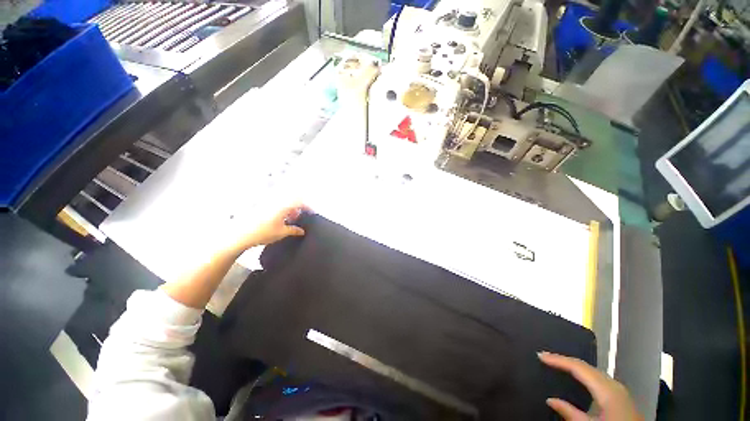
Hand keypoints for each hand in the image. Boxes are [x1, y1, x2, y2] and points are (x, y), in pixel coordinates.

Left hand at [231, 203, 310, 251]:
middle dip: (298, 207)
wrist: (240, 234)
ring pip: (283, 202)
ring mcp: (267, 204)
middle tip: (299, 217)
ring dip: (289, 209)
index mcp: (283, 206)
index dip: (307, 207)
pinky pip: (275, 205)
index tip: (311, 214)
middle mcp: (276, 202)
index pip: (300, 202)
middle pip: (291, 200)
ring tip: (289, 220)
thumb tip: (302, 231)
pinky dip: (281, 210)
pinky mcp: (260, 207)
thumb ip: (294, 230)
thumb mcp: (282, 233)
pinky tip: (279, 221)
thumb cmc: (263, 233)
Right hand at [538, 352, 641, 420]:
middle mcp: (614, 385)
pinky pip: (598, 378)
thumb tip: (550, 400)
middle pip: (586, 367)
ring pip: (593, 371)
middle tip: (546, 357)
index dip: (558, 360)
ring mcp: (619, 389)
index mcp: (607, 390)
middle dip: (565, 360)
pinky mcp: (621, 396)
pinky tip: (578, 377)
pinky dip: (584, 374)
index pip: (579, 367)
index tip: (540, 355)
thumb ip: (571, 413)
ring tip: (558, 364)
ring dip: (574, 366)